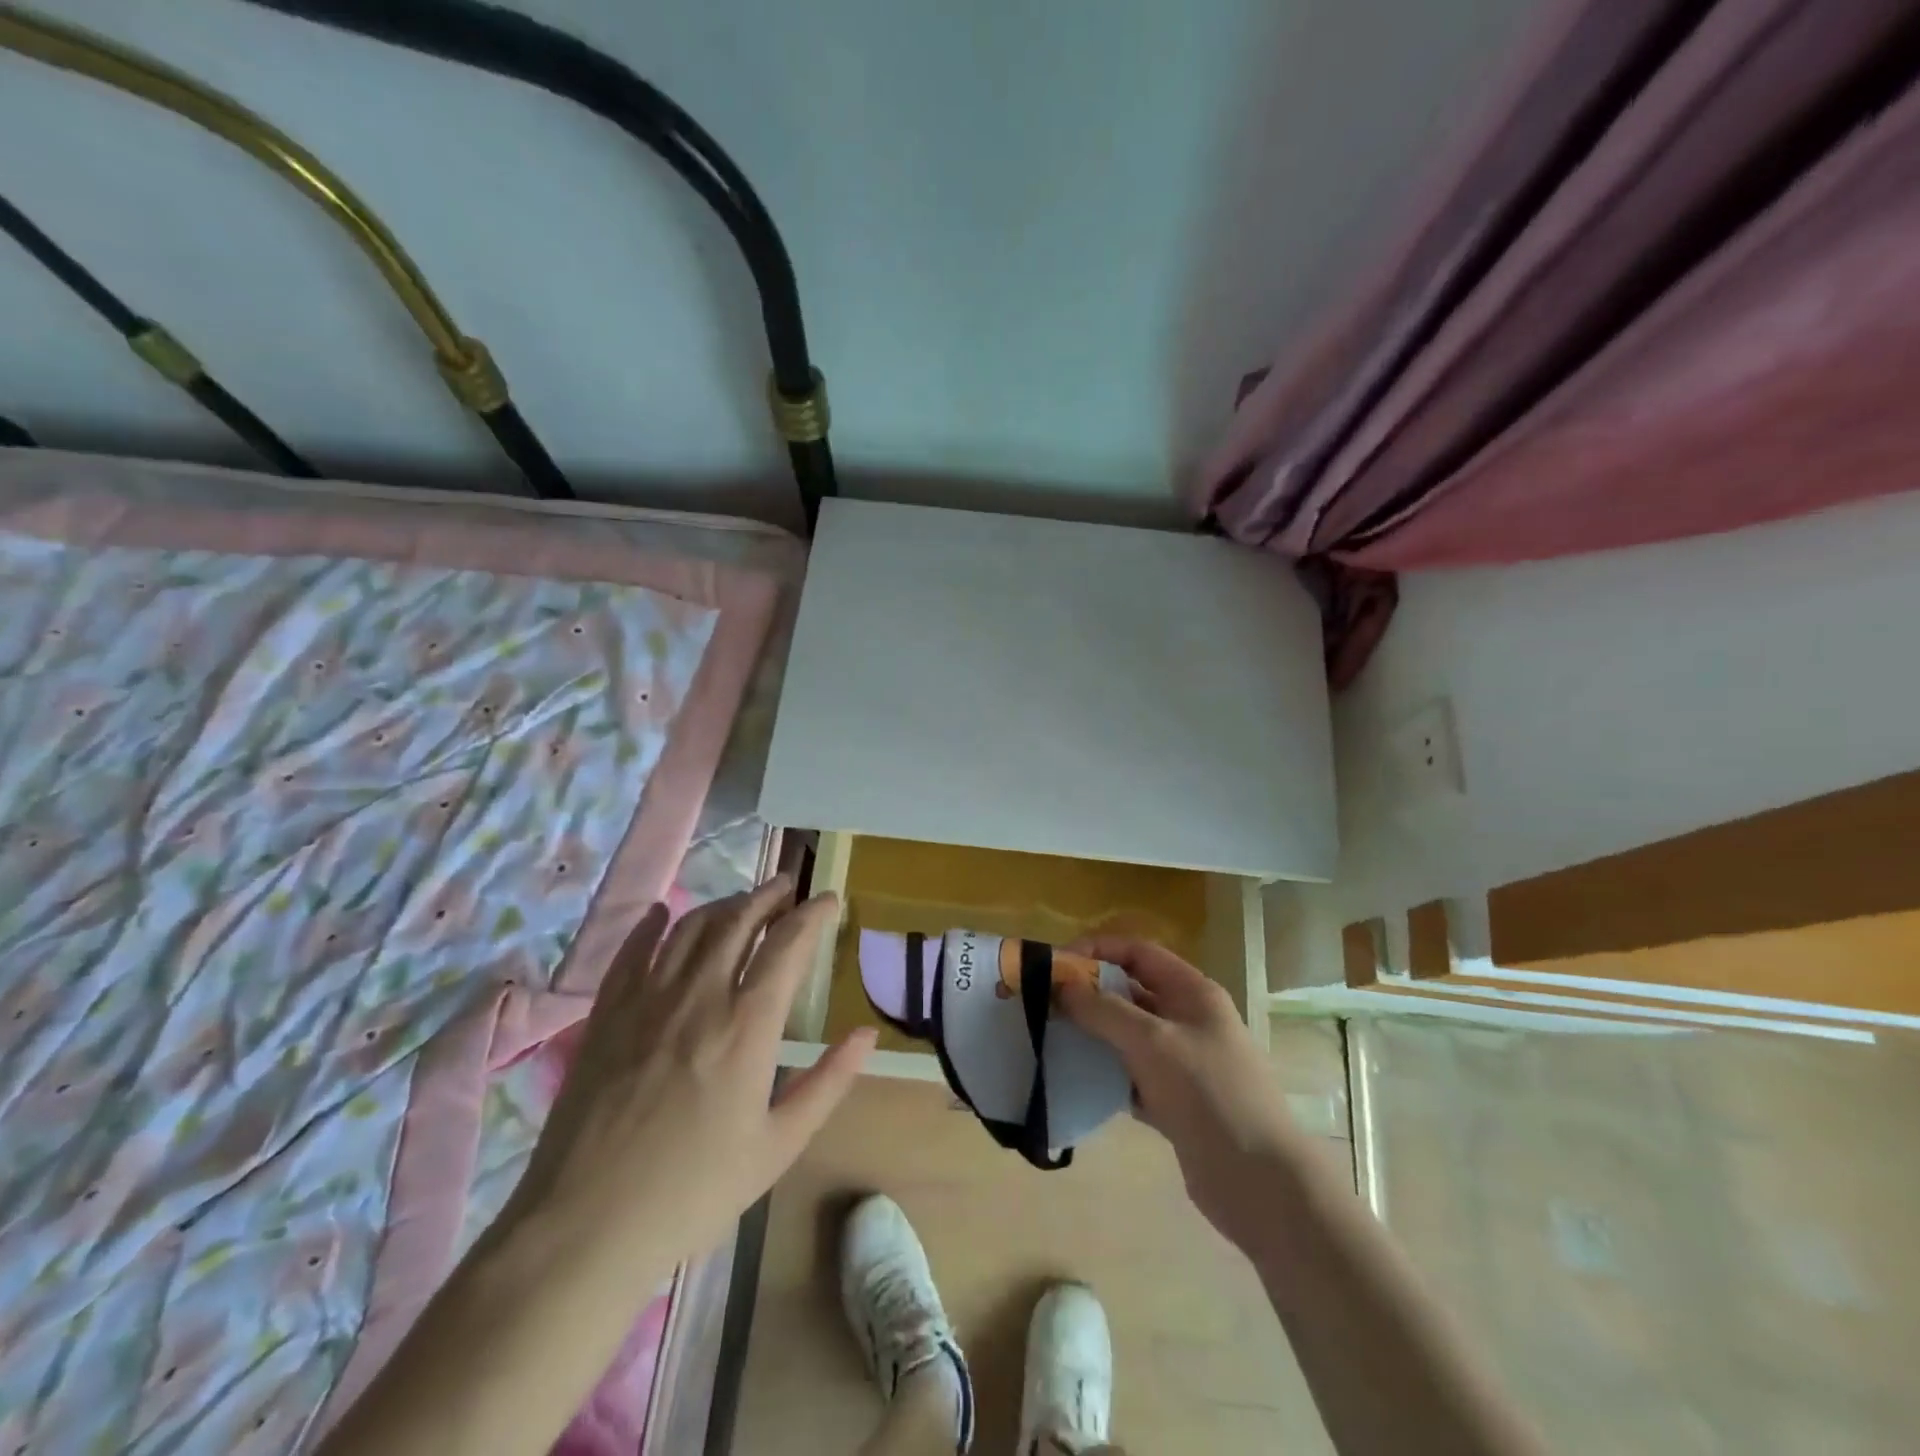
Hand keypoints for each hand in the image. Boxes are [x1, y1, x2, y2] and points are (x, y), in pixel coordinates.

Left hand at [499, 876, 873, 1272]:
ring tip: (742, 902)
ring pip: (690, 928)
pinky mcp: (606, 1015)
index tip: (829, 898)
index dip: (812, 913)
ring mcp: (647, 1000)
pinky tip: (663, 914)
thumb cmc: (693, 1192)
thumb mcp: (778, 1146)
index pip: (788, 944)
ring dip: (722, 905)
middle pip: (738, 921)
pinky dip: (652, 925)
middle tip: (787, 886)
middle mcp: (700, 996)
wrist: (584, 1228)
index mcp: (748, 1025)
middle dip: (768, 896)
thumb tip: (867, 1034)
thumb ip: (828, 1082)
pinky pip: (632, 952)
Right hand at [1058, 938, 1298, 1249]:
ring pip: (1127, 1035)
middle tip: (1044, 1004)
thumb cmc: (1209, 1095)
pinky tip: (1075, 1080)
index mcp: (1192, 992)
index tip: (1056, 965)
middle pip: (1130, 992)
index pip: (1138, 952)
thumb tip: (1061, 986)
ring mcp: (1182, 1062)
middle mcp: (1188, 1019)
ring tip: (1050, 1038)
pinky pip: (1130, 1075)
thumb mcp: (1153, 1042)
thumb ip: (1104, 1010)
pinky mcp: (1174, 1101)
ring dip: (1093, 1034)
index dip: (1097, 950)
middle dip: (1089, 994)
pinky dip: (1105, 1074)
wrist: (1260, 1183)